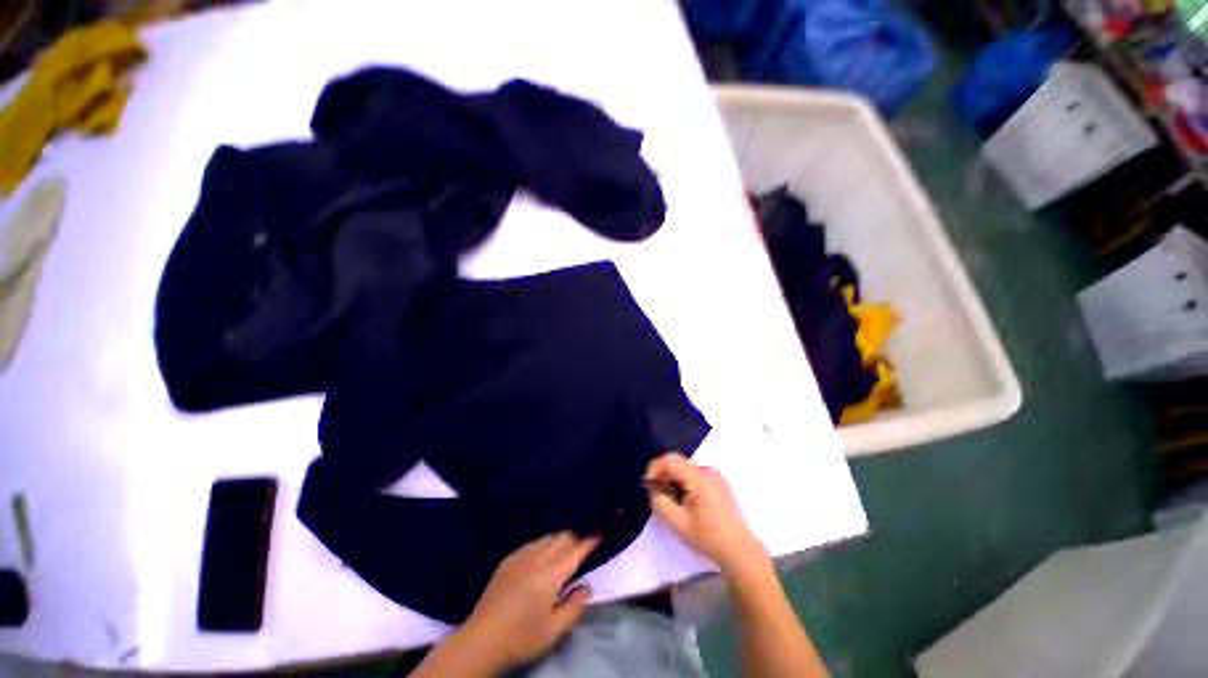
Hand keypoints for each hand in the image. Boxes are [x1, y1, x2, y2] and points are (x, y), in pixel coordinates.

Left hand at [458, 532, 599, 668]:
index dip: (591, 541)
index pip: (576, 550)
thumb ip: (574, 606)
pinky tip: (541, 557)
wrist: (481, 641)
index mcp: (551, 573)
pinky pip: (532, 542)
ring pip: (547, 537)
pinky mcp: (508, 559)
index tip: (601, 534)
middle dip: (576, 538)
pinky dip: (543, 544)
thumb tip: (587, 587)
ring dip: (559, 540)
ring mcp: (520, 556)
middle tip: (583, 549)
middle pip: (562, 536)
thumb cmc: (521, 638)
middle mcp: (537, 557)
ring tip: (564, 552)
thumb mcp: (554, 630)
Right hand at [646, 453, 770, 579]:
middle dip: (664, 475)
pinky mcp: (719, 482)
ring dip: (674, 479)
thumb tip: (653, 489)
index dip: (655, 468)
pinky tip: (686, 501)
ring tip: (672, 500)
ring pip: (686, 468)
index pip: (670, 460)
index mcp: (699, 478)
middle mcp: (708, 471)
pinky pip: (695, 474)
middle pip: (678, 463)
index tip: (648, 485)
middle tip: (657, 494)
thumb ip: (660, 502)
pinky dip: (685, 482)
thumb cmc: (708, 537)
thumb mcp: (678, 522)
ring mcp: (715, 476)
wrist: (739, 550)